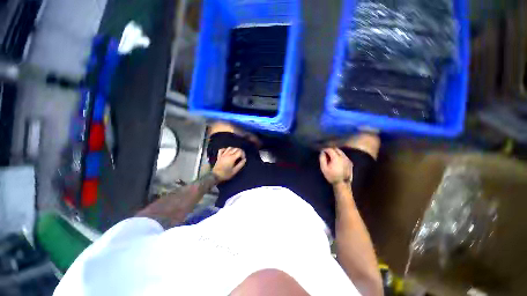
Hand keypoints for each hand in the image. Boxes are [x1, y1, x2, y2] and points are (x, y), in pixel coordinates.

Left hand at [212, 147, 246, 181]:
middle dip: (240, 151)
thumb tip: (244, 160)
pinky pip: (222, 149)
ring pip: (229, 148)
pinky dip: (226, 149)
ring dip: (234, 149)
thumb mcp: (235, 171)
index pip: (240, 152)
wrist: (215, 176)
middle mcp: (227, 154)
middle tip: (241, 157)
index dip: (243, 154)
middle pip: (236, 148)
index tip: (243, 159)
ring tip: (235, 154)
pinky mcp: (219, 156)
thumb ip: (240, 164)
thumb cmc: (226, 174)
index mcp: (232, 158)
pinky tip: (227, 152)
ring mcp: (223, 154)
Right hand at [319, 148, 352, 185]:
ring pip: (341, 152)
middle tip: (326, 153)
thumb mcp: (324, 168)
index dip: (325, 149)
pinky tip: (336, 160)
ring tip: (331, 156)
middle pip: (336, 149)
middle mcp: (343, 157)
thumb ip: (322, 159)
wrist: (342, 183)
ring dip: (335, 152)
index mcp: (336, 158)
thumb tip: (322, 152)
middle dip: (331, 149)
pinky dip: (339, 155)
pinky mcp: (350, 163)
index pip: (330, 149)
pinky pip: (344, 156)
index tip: (322, 151)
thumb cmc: (331, 176)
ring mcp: (348, 159)